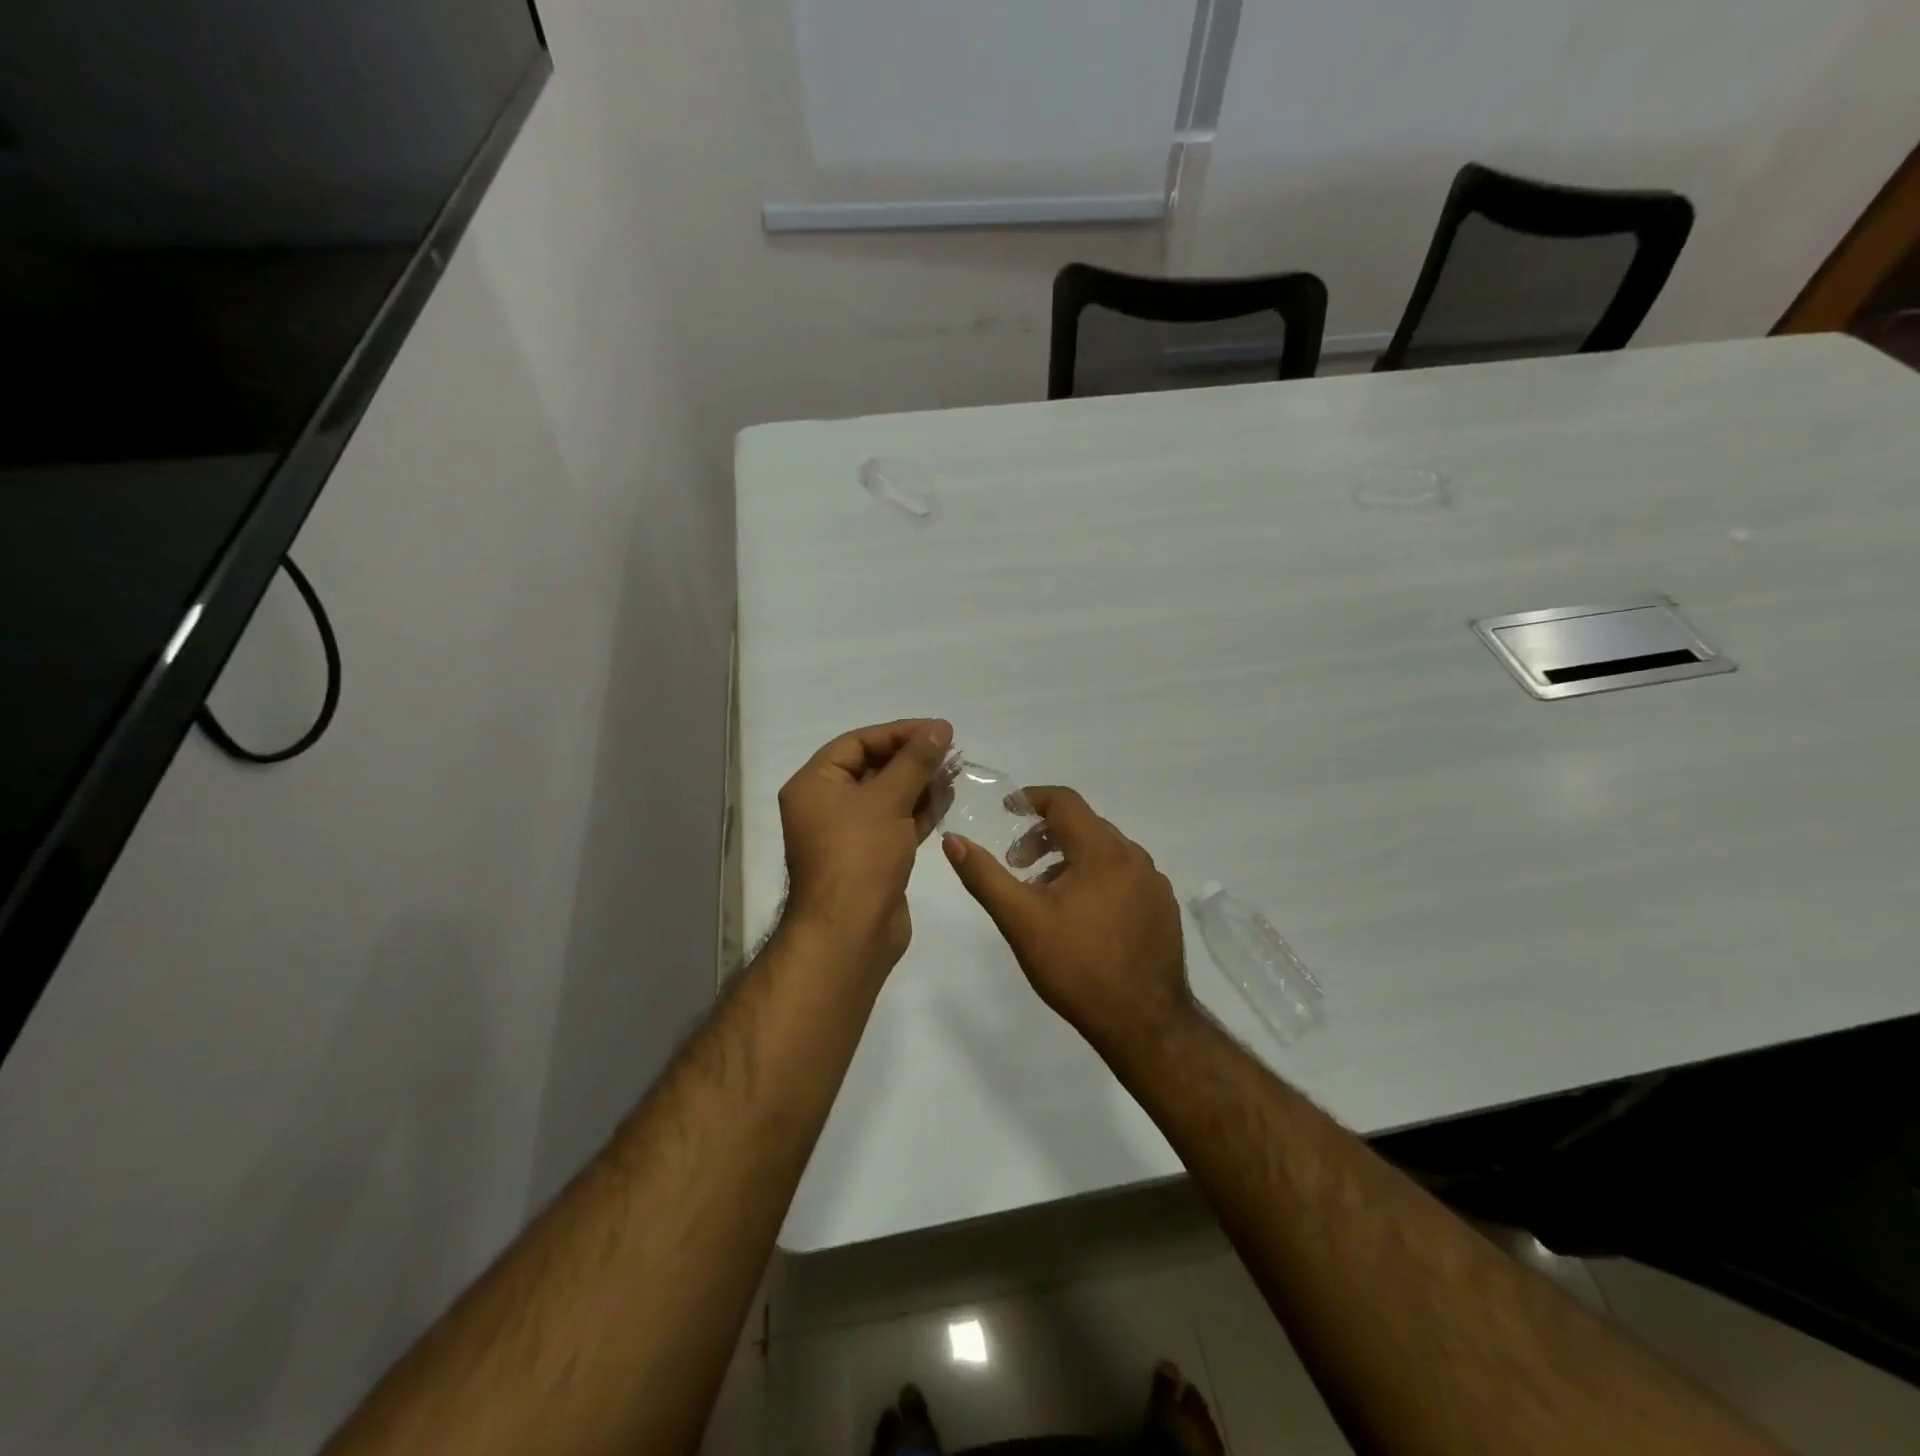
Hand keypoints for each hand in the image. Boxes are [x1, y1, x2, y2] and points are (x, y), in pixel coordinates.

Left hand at [779, 718, 952, 975]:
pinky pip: (894, 823)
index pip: (857, 743)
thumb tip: (939, 728)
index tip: (938, 730)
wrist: (850, 933)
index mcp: (814, 784)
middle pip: (872, 768)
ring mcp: (848, 834)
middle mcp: (825, 806)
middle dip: (912, 758)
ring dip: (919, 783)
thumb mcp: (888, 800)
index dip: (898, 733)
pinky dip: (919, 810)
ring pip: (887, 797)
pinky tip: (947, 798)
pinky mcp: (870, 858)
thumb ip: (915, 761)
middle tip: (951, 750)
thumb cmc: (860, 855)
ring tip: (956, 771)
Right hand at [942, 786, 1192, 1054]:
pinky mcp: (1164, 908)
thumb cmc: (1077, 966)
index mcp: (1103, 851)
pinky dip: (1097, 878)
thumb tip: (953, 840)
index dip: (1032, 799)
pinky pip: (1125, 875)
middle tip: (1018, 864)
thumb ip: (985, 876)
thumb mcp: (1021, 920)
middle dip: (1046, 836)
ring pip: (1105, 852)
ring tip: (1045, 894)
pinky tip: (1082, 916)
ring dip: (1070, 859)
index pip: (1065, 801)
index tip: (1007, 811)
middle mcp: (1134, 857)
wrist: (1144, 1023)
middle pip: (1085, 825)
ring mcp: (1154, 883)